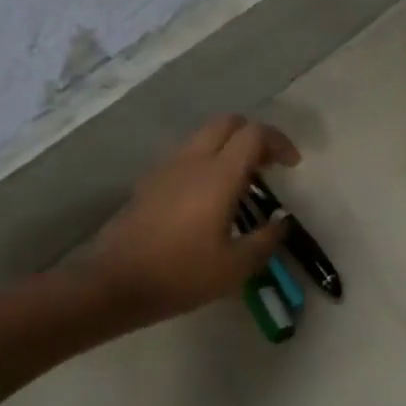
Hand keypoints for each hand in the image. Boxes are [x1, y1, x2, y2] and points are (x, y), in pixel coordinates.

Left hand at [85, 115, 300, 319]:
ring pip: (205, 135)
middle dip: (254, 136)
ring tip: (242, 181)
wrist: (113, 283)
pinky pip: (186, 154)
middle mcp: (193, 159)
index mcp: (219, 175)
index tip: (292, 165)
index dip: (279, 142)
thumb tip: (281, 222)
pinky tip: (209, 195)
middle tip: (268, 165)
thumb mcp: (235, 267)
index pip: (255, 134)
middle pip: (228, 123)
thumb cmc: (180, 274)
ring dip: (229, 146)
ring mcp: (167, 167)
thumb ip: (265, 240)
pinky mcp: (150, 180)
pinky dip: (207, 159)